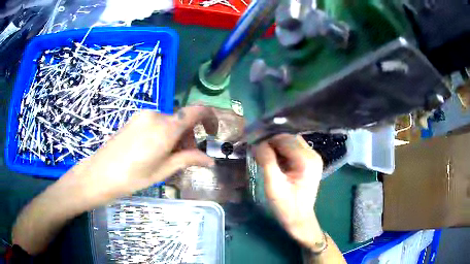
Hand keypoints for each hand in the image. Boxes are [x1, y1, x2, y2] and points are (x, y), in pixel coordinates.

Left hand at [59, 105, 216, 209]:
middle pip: (182, 120)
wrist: (100, 173)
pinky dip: (164, 133)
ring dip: (176, 136)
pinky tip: (154, 150)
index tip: (212, 133)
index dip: (210, 118)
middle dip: (189, 136)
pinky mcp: (134, 118)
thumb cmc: (132, 177)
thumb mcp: (163, 171)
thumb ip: (188, 160)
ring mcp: (143, 115)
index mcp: (165, 128)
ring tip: (168, 158)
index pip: (197, 111)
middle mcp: (156, 115)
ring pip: (169, 121)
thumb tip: (210, 160)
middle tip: (186, 158)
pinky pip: (157, 122)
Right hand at [253, 134, 323, 248]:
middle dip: (272, 142)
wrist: (299, 219)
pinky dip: (282, 152)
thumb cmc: (286, 206)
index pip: (285, 139)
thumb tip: (257, 143)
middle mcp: (313, 155)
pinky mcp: (309, 162)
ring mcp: (313, 158)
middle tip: (258, 152)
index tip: (253, 145)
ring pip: (291, 142)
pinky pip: (293, 149)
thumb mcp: (273, 185)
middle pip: (289, 138)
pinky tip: (274, 160)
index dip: (268, 139)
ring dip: (276, 146)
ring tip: (265, 156)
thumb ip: (266, 161)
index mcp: (307, 160)